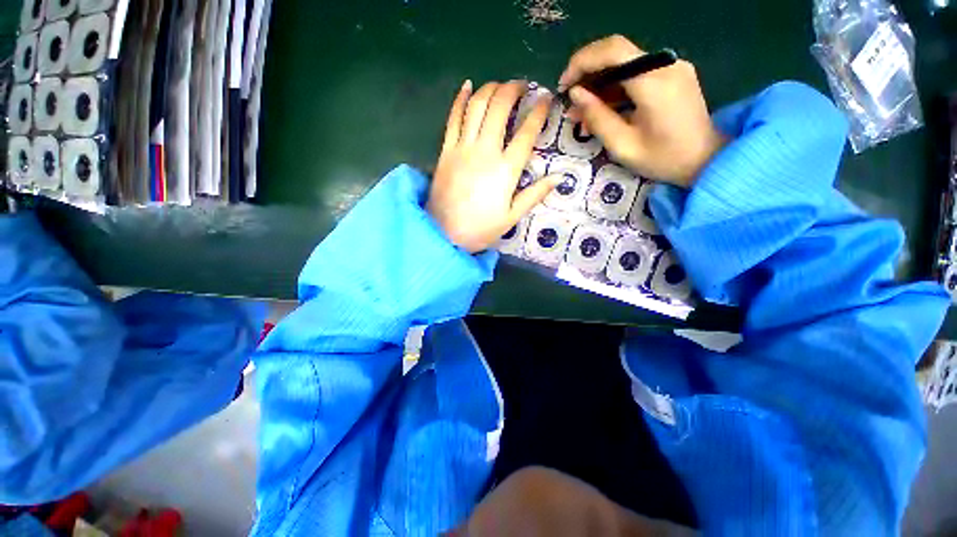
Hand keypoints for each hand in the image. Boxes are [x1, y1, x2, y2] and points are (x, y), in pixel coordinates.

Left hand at [428, 80, 560, 252]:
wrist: (444, 235)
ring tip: (501, 85)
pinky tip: (467, 85)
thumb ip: (534, 195)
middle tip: (522, 85)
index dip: (539, 112)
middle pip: (499, 108)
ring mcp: (462, 148)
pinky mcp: (445, 151)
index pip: (526, 132)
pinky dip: (460, 98)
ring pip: (476, 106)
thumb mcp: (512, 217)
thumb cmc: (481, 229)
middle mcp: (485, 151)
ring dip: (490, 88)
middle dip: (513, 89)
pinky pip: (453, 118)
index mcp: (506, 170)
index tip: (546, 99)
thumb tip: (559, 177)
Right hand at [558, 35, 725, 186]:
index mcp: (654, 83)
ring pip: (625, 62)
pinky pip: (636, 72)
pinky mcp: (672, 74)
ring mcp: (672, 67)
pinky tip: (602, 106)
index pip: (612, 52)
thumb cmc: (662, 159)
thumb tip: (575, 94)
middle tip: (569, 96)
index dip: (582, 62)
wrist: (705, 160)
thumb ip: (597, 117)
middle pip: (617, 51)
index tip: (563, 85)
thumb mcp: (622, 145)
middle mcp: (665, 65)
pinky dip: (615, 86)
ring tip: (581, 109)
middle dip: (587, 70)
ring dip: (599, 81)